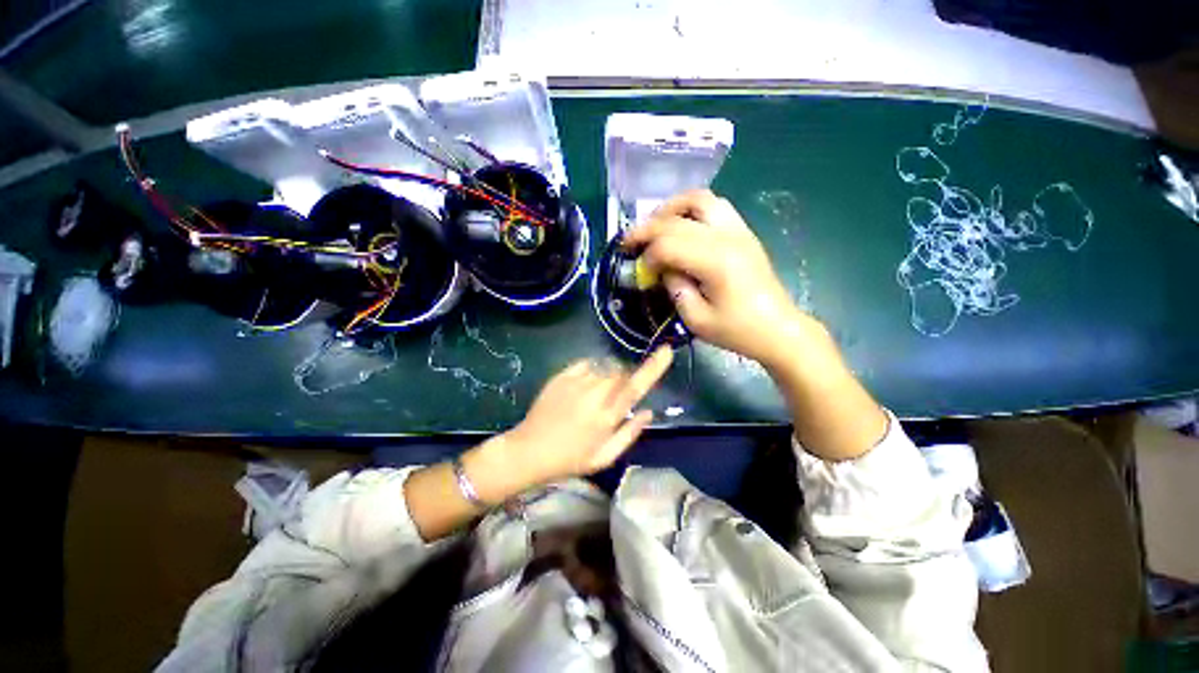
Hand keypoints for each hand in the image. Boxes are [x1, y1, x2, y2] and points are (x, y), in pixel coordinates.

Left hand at [486, 348, 673, 492]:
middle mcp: (594, 393)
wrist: (529, 450)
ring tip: (599, 393)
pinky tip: (587, 383)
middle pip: (621, 372)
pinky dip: (594, 369)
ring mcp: (576, 382)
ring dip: (611, 374)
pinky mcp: (562, 375)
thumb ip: (629, 433)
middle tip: (618, 395)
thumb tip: (648, 412)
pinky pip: (587, 363)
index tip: (667, 351)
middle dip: (627, 378)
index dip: (654, 367)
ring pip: (605, 366)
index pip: (636, 386)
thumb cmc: (570, 459)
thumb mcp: (604, 457)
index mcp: (607, 415)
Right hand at [623, 190, 814, 366]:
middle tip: (629, 241)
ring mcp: (738, 230)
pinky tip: (680, 225)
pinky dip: (690, 209)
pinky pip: (714, 206)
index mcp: (716, 262)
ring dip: (670, 209)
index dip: (647, 257)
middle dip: (646, 229)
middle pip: (677, 220)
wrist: (778, 328)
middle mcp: (727, 237)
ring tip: (654, 225)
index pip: (668, 245)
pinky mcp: (743, 231)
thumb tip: (662, 268)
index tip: (641, 273)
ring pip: (698, 199)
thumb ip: (674, 288)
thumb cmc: (737, 330)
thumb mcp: (696, 319)